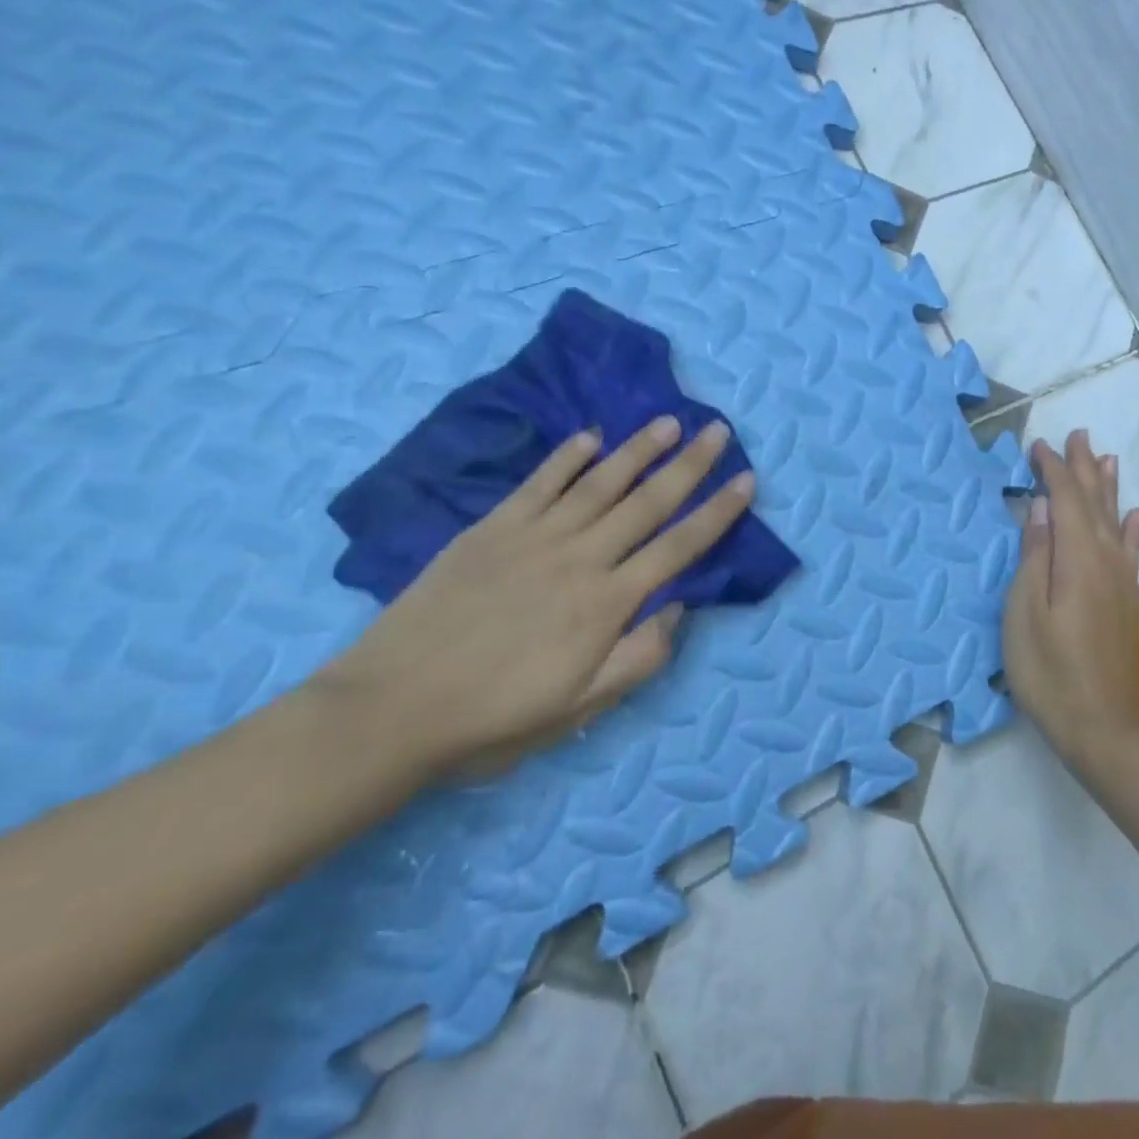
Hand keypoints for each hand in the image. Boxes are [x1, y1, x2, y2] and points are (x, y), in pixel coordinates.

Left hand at [314, 416, 753, 782]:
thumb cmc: (495, 716)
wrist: (391, 709)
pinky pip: (539, 483)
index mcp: (608, 603)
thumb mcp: (581, 708)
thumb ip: (640, 657)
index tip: (746, 481)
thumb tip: (680, 608)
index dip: (718, 512)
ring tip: (669, 421)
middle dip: (690, 465)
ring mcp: (534, 537)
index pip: (679, 547)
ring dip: (639, 449)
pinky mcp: (492, 528)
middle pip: (648, 502)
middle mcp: (581, 558)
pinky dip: (567, 457)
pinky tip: (590, 437)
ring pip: (600, 482)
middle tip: (718, 430)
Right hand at [1001, 430, 1138, 768]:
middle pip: (1095, 502)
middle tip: (1078, 434)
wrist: (1103, 727)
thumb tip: (1041, 506)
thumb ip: (1035, 555)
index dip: (1054, 469)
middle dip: (1084, 467)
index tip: (1037, 446)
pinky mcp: (1127, 601)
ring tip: (1106, 457)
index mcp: (1077, 559)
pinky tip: (1133, 515)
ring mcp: (1121, 581)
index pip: (1066, 499)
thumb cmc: (1049, 671)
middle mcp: (1106, 560)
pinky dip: (1131, 527)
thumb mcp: (1024, 613)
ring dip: (1108, 487)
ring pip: (1114, 520)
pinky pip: (1131, 550)